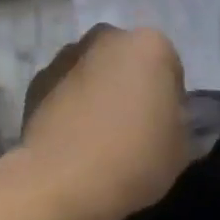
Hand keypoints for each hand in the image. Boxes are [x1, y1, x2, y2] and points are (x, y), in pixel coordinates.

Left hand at [22, 25, 190, 219]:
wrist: (61, 183)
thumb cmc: (134, 160)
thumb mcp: (181, 149)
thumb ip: (181, 122)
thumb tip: (170, 118)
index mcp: (150, 45)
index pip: (170, 69)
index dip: (170, 101)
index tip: (163, 130)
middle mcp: (107, 37)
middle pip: (128, 61)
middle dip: (131, 85)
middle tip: (132, 128)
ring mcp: (67, 55)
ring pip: (94, 71)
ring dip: (99, 91)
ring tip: (98, 135)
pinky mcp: (37, 79)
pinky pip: (65, 88)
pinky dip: (70, 103)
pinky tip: (72, 138)